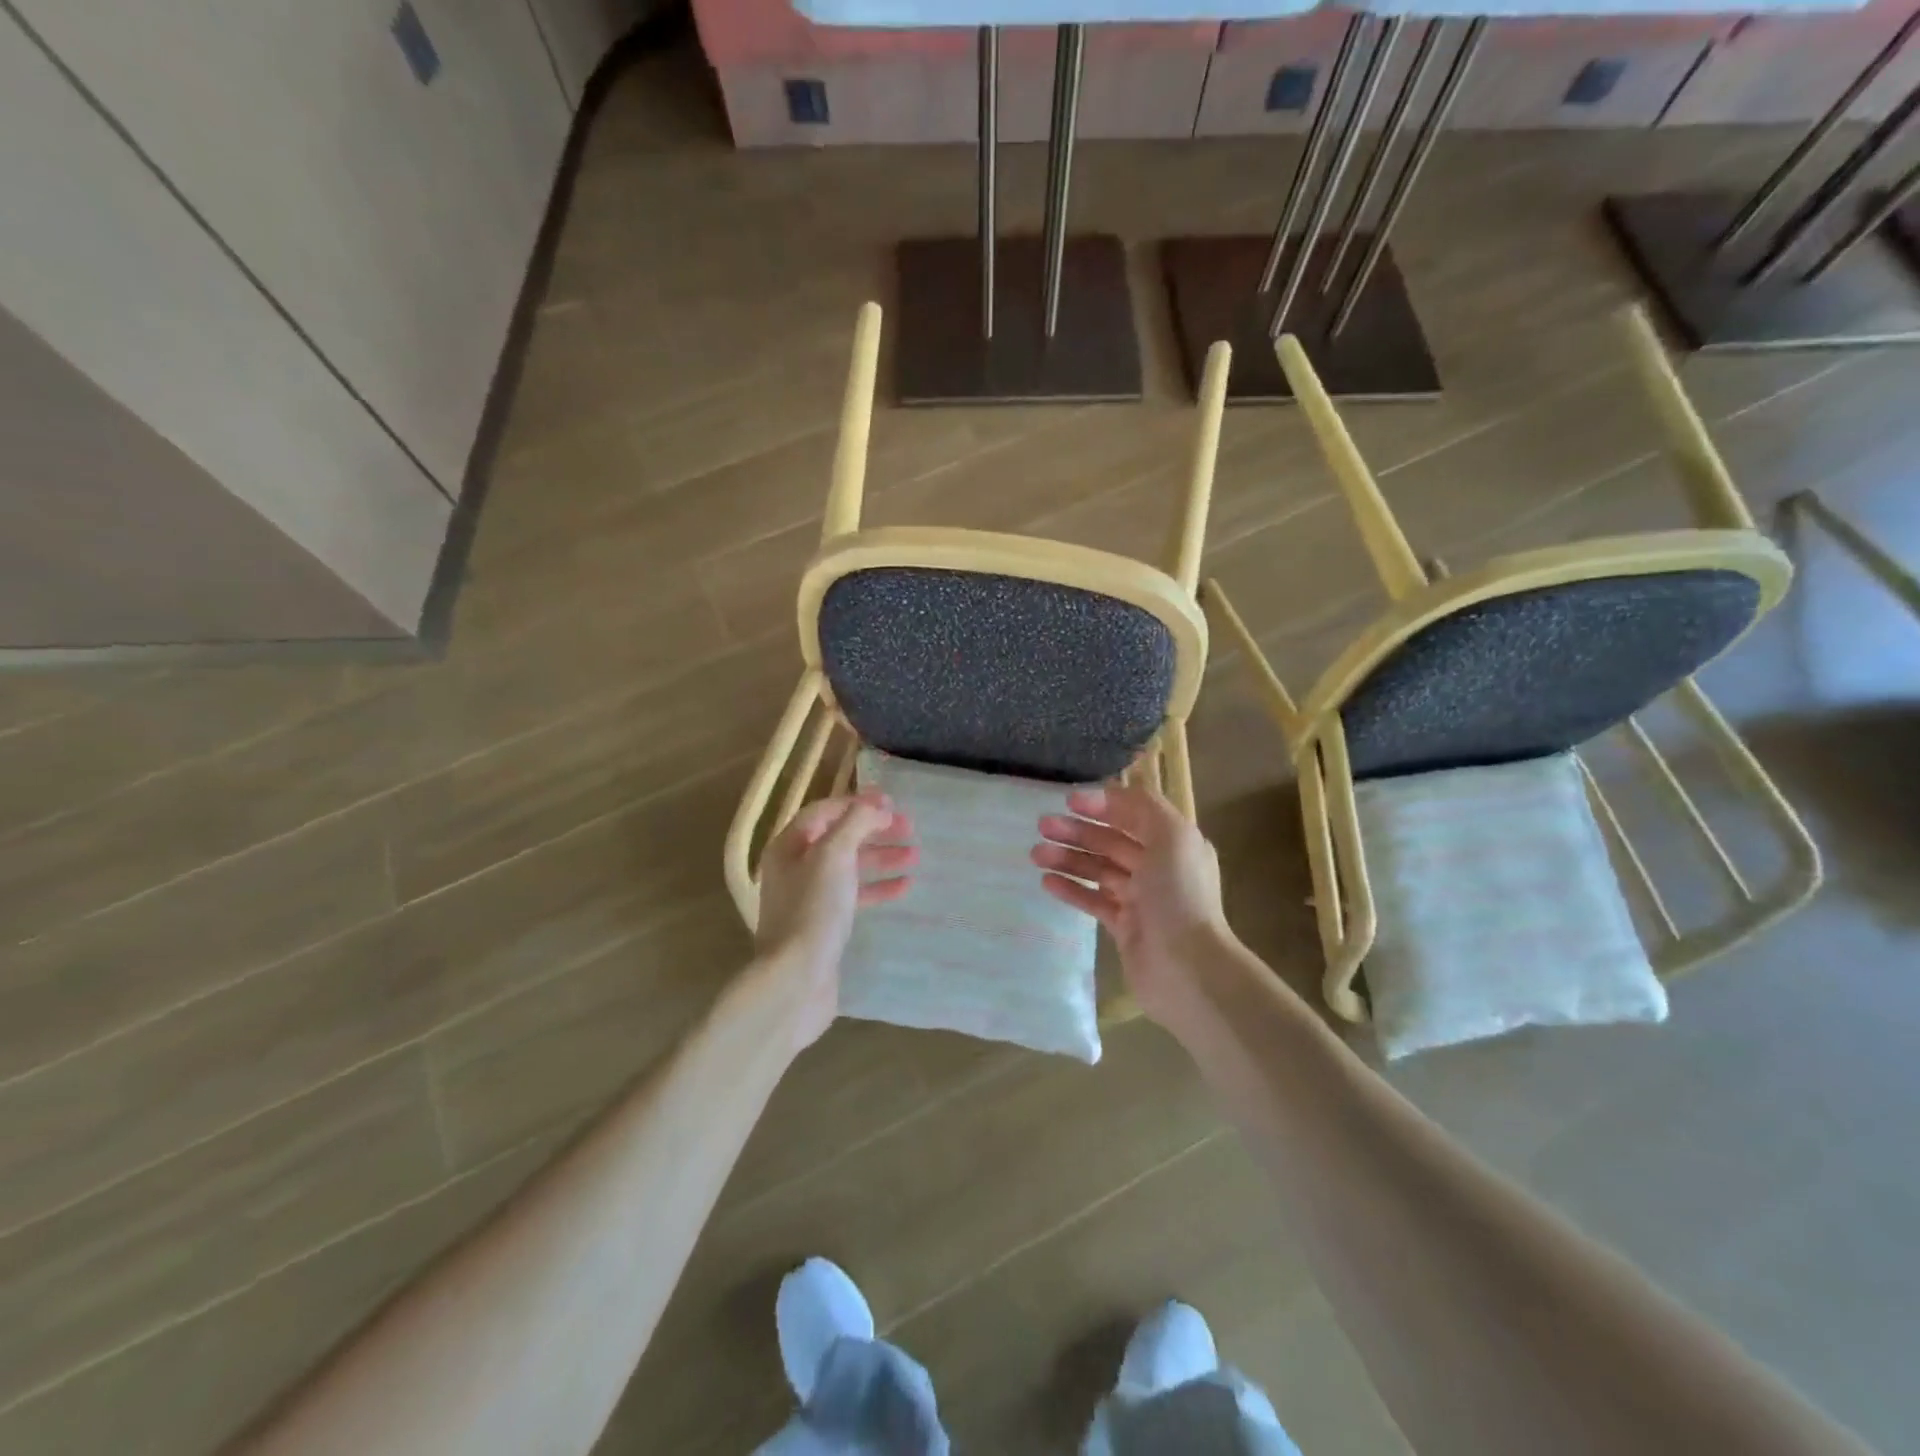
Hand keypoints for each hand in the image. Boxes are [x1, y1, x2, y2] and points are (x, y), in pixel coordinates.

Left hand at [753, 790, 915, 1048]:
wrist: (797, 979)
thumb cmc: (814, 909)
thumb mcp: (834, 855)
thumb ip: (855, 823)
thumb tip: (876, 804)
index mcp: (789, 846)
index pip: (824, 811)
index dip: (857, 803)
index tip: (892, 803)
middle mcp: (795, 868)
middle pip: (839, 838)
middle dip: (875, 830)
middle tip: (910, 827)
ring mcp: (809, 898)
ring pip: (850, 867)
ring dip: (882, 857)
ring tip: (915, 855)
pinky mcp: (825, 924)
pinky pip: (855, 896)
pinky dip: (878, 887)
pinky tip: (905, 886)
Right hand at [1032, 784, 1232, 1025]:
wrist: (1187, 968)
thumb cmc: (1179, 896)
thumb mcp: (1171, 837)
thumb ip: (1142, 807)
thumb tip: (1109, 794)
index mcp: (1175, 843)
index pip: (1134, 814)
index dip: (1103, 804)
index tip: (1068, 800)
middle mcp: (1159, 867)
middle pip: (1112, 841)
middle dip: (1078, 831)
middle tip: (1042, 825)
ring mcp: (1141, 899)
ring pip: (1098, 870)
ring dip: (1068, 858)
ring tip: (1036, 854)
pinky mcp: (1124, 926)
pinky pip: (1093, 900)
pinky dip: (1071, 889)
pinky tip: (1047, 882)